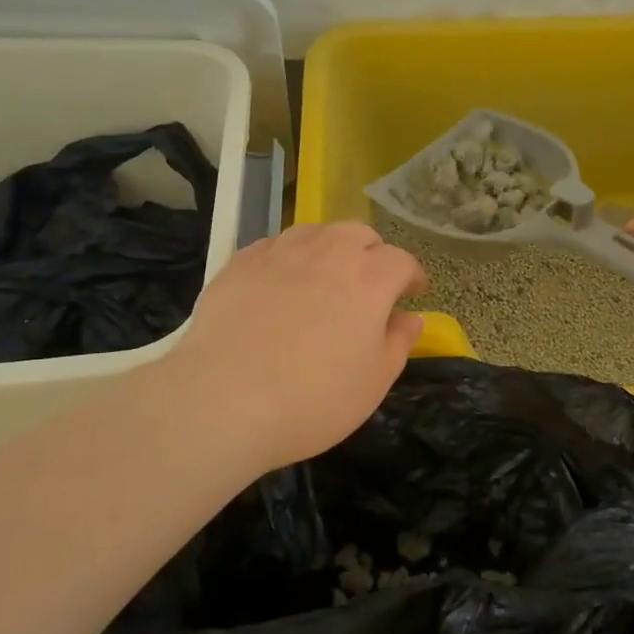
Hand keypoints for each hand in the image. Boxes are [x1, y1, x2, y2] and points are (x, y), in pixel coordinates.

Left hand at [163, 223, 425, 470]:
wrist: (222, 401)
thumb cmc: (313, 399)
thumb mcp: (373, 383)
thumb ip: (398, 343)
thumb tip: (410, 318)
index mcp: (370, 279)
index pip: (402, 260)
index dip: (411, 276)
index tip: (412, 293)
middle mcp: (329, 253)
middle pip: (360, 234)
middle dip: (372, 253)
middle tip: (369, 284)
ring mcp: (281, 253)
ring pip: (316, 232)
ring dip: (330, 248)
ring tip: (324, 276)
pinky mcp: (240, 262)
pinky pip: (274, 245)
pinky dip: (288, 257)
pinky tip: (280, 283)